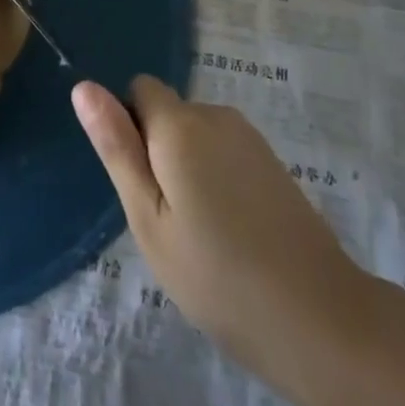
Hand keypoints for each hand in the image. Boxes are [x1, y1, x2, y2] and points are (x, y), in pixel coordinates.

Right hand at [73, 76, 369, 385]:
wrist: (320, 319)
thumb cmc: (217, 276)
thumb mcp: (148, 218)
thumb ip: (117, 147)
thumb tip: (83, 86)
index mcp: (180, 124)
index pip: (139, 90)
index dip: (130, 130)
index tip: (142, 186)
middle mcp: (216, 115)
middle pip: (168, 113)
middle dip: (159, 153)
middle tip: (170, 222)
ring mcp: (250, 137)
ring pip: (196, 136)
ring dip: (188, 169)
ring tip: (202, 235)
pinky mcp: (273, 162)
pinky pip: (224, 153)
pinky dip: (218, 180)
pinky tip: (233, 233)